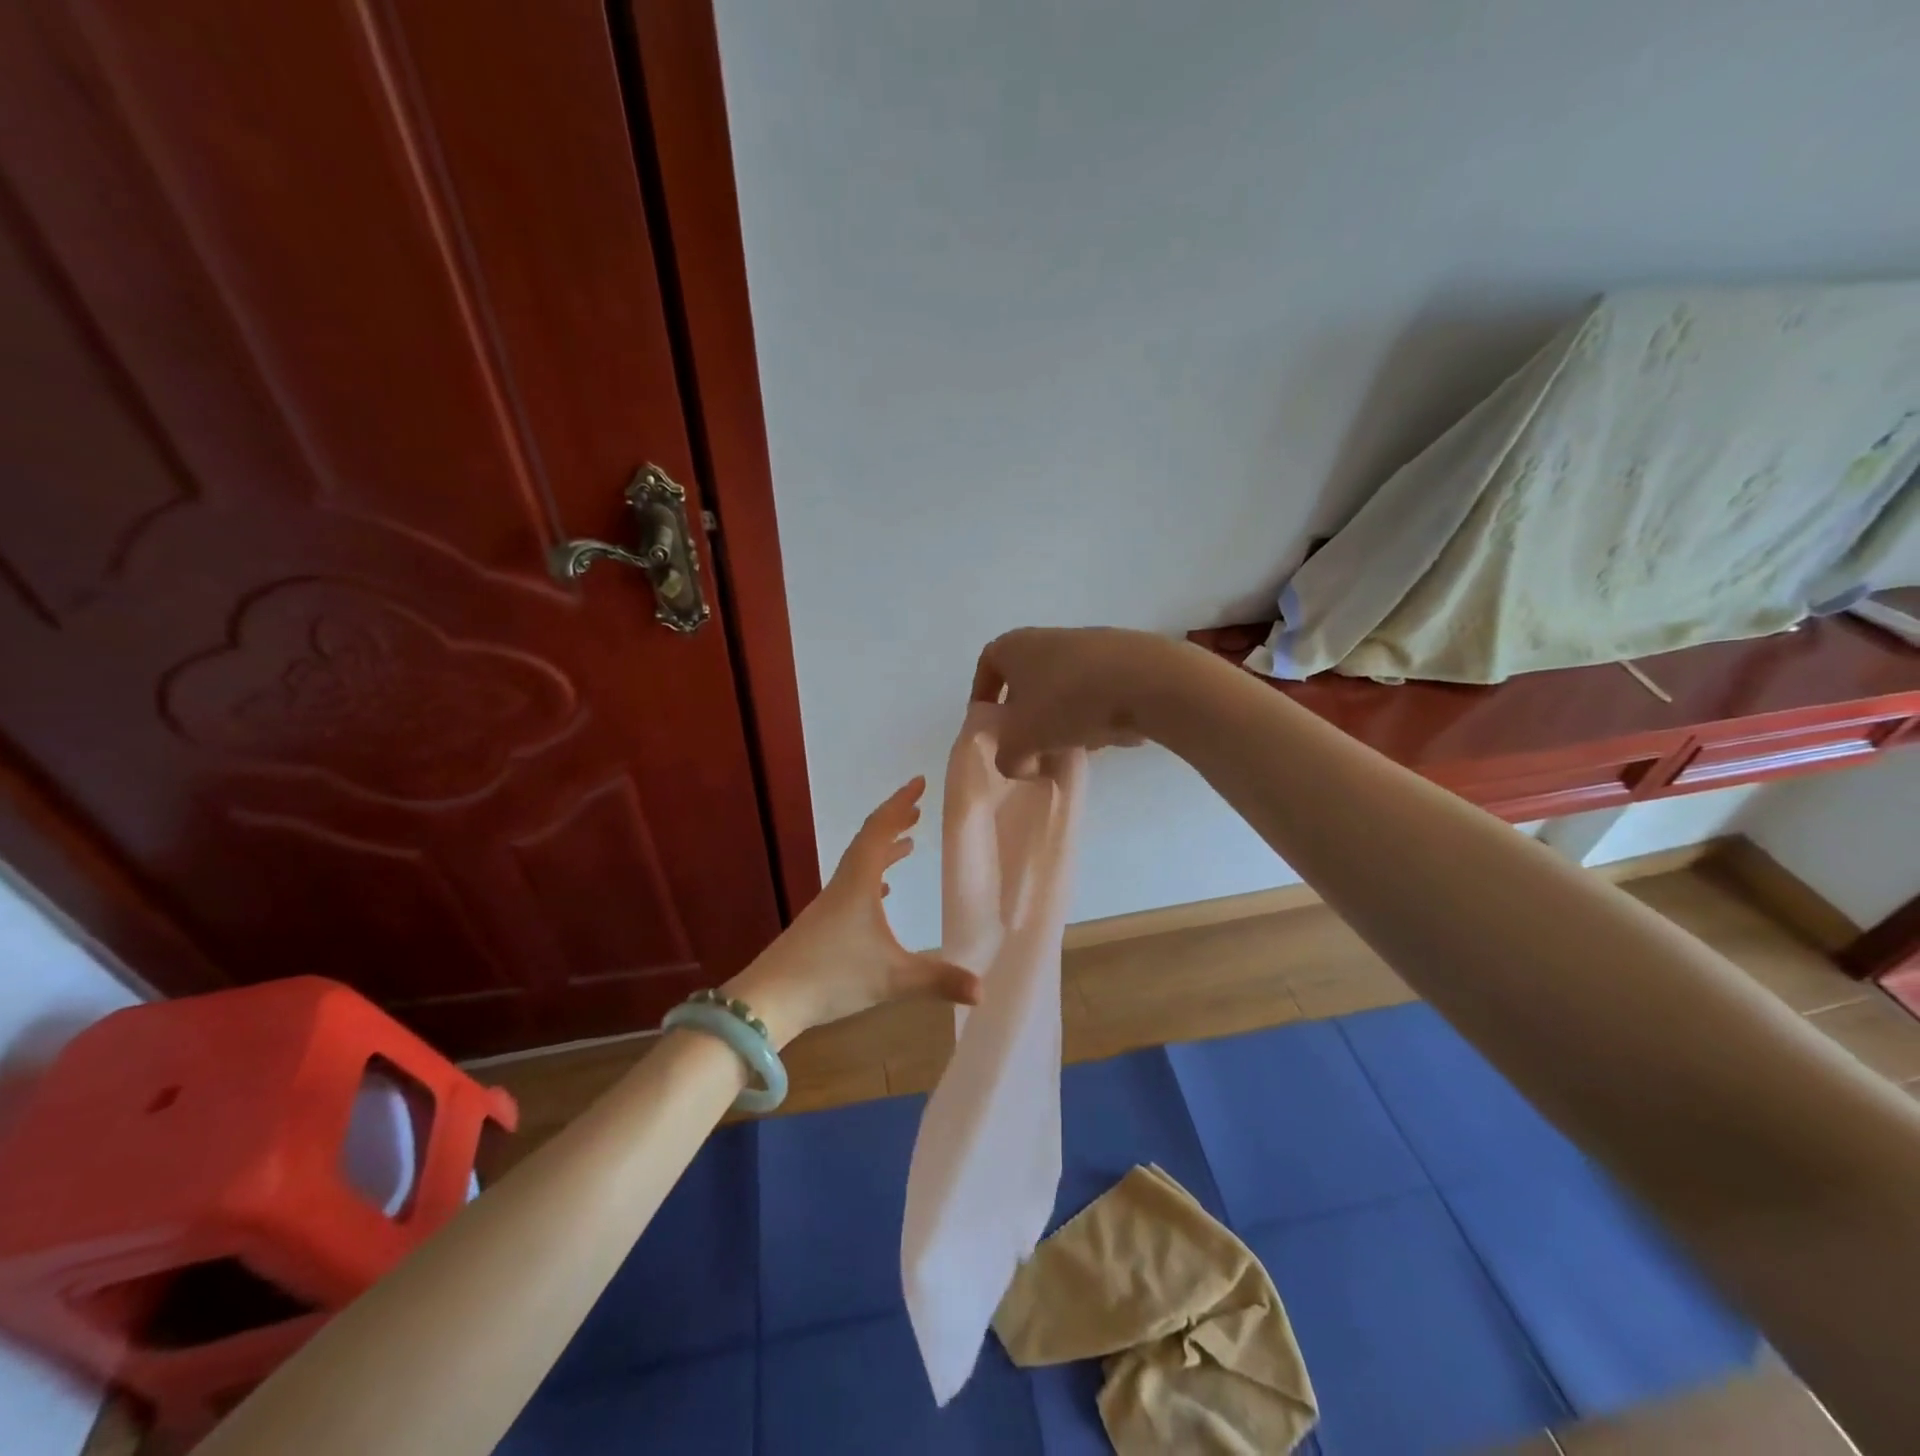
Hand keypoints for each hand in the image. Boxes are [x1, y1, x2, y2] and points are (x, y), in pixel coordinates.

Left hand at [721, 778, 978, 1046]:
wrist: (770, 999)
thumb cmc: (832, 976)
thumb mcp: (892, 978)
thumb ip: (938, 980)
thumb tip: (985, 991)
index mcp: (859, 881)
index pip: (881, 829)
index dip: (900, 803)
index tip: (920, 782)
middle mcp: (843, 883)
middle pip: (869, 840)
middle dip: (895, 821)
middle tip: (918, 808)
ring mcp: (830, 903)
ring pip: (861, 863)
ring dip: (885, 849)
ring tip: (909, 844)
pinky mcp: (823, 923)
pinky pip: (853, 886)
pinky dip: (873, 878)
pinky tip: (883, 893)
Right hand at [971, 627, 1197, 776]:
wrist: (1144, 680)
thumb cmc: (1066, 702)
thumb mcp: (1021, 742)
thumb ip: (1007, 758)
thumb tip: (1020, 763)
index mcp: (1014, 647)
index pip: (987, 667)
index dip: (984, 696)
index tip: (990, 725)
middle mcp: (1047, 639)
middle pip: (1026, 680)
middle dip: (1025, 716)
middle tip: (1028, 746)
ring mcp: (1087, 646)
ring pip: (1061, 688)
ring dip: (1059, 719)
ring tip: (1067, 748)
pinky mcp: (1122, 660)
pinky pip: (1094, 692)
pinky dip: (1091, 715)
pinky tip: (1102, 737)